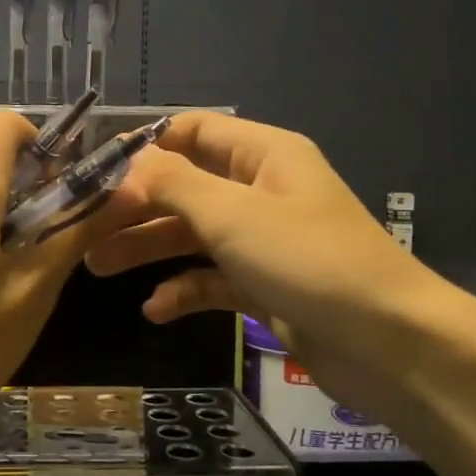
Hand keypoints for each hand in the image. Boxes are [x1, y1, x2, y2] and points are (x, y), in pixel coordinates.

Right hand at [87, 112, 453, 420]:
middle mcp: (261, 191)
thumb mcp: (233, 214)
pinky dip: (183, 290)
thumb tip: (129, 160)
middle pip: (185, 186)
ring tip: (97, 267)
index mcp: (262, 156)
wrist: (390, 345)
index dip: (145, 145)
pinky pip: (212, 279)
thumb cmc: (309, 261)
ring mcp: (263, 241)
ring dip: (148, 247)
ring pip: (193, 234)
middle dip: (136, 205)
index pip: (193, 130)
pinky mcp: (265, 286)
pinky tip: (155, 310)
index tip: (97, 169)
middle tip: (84, 228)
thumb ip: (174, 183)